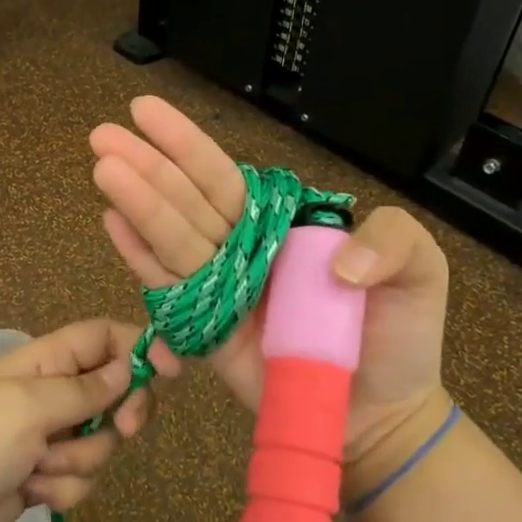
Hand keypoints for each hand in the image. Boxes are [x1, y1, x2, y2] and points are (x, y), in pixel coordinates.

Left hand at [0, 319, 177, 521]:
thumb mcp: (28, 408)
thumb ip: (84, 389)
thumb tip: (128, 366)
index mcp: (43, 361)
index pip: (103, 336)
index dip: (140, 346)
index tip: (171, 372)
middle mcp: (50, 393)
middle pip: (114, 390)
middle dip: (119, 415)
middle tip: (122, 430)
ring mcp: (47, 436)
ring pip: (101, 441)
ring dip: (78, 461)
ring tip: (38, 468)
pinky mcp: (44, 475)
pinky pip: (80, 477)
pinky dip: (62, 488)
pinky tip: (32, 494)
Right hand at [90, 97, 450, 466]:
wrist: (379, 412)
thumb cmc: (397, 338)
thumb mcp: (420, 273)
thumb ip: (393, 240)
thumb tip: (337, 262)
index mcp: (279, 227)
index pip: (224, 177)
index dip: (186, 145)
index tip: (146, 109)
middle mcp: (242, 250)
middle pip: (186, 201)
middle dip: (146, 166)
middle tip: (101, 134)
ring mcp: (221, 291)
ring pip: (172, 238)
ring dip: (136, 203)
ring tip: (102, 169)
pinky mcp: (207, 333)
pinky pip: (169, 291)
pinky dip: (140, 258)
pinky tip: (113, 225)